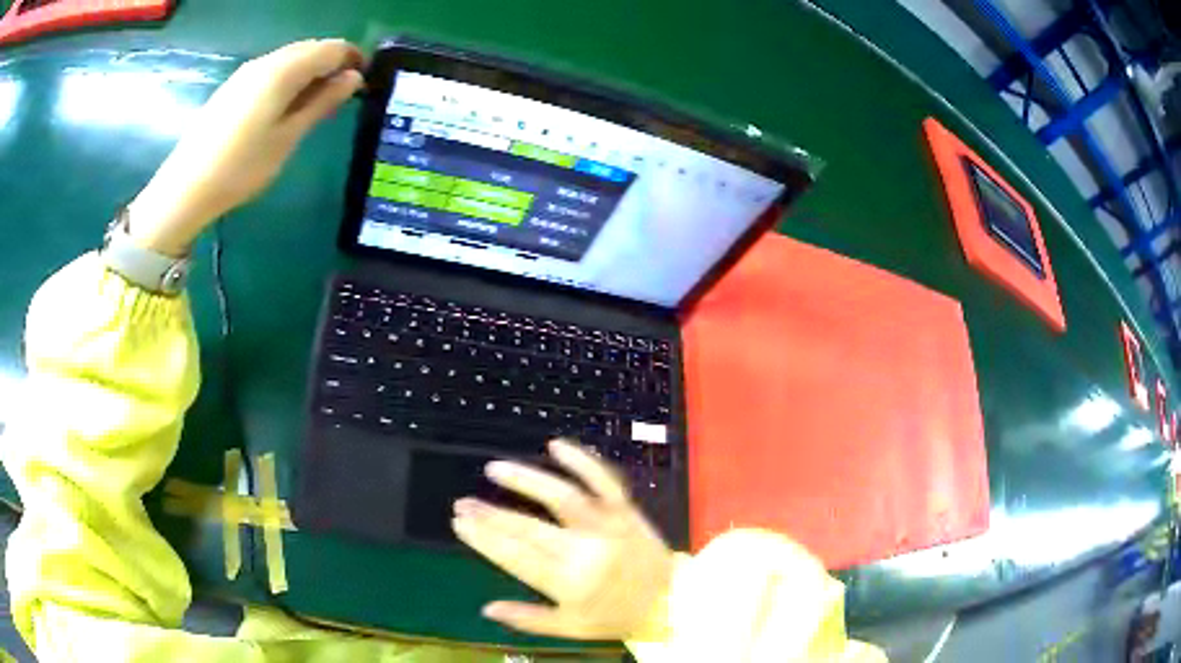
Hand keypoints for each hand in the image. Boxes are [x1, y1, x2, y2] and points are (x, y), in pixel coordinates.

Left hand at [129, 39, 363, 255]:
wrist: (186, 187)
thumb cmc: (242, 167)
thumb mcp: (288, 137)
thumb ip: (322, 103)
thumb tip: (353, 78)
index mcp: (283, 70)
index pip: (331, 48)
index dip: (352, 59)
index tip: (362, 82)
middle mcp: (265, 61)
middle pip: (310, 47)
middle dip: (331, 63)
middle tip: (340, 94)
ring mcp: (246, 73)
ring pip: (289, 57)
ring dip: (309, 71)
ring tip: (313, 102)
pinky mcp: (233, 87)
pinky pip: (271, 70)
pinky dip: (288, 78)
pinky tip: (283, 105)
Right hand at [453, 439, 674, 640]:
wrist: (671, 601)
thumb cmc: (617, 617)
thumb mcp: (571, 629)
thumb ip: (528, 619)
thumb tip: (487, 608)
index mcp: (570, 583)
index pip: (516, 557)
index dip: (484, 538)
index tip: (459, 522)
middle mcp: (586, 551)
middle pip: (529, 528)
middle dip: (490, 514)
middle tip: (463, 503)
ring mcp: (608, 525)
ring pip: (562, 496)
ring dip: (525, 480)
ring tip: (494, 469)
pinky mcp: (625, 509)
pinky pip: (605, 479)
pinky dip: (582, 460)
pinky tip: (555, 445)